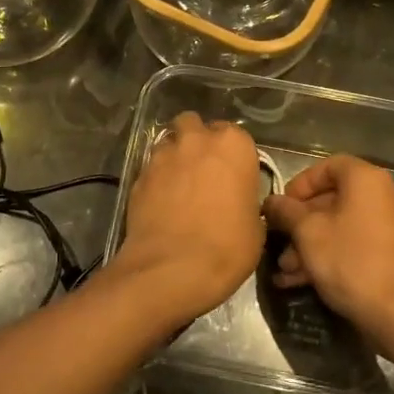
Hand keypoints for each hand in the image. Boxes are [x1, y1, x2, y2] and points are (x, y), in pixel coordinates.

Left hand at [111, 112, 263, 322]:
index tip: (233, 176)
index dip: (232, 155)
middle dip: (197, 140)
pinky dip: (156, 178)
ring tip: (179, 184)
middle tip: (203, 170)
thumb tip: (238, 203)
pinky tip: (161, 202)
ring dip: (174, 155)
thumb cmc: (226, 247)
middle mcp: (196, 141)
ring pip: (168, 142)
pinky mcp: (138, 175)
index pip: (235, 135)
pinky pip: (150, 168)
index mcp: (233, 146)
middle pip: (194, 125)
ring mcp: (162, 156)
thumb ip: (246, 201)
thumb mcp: (255, 228)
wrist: (172, 269)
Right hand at [264, 156, 393, 352]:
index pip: (328, 166)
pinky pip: (353, 245)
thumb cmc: (350, 261)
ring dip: (308, 245)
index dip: (300, 183)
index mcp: (366, 181)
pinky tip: (299, 281)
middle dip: (299, 222)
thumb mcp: (307, 232)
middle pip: (332, 199)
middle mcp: (383, 197)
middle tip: (278, 241)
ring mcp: (390, 227)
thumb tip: (271, 201)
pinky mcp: (391, 255)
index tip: (282, 206)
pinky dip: (328, 256)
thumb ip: (286, 211)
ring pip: (340, 227)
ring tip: (284, 270)